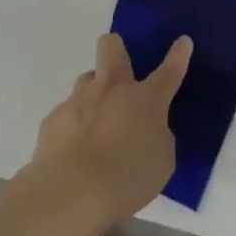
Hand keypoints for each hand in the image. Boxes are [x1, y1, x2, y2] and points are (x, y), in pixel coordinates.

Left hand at [28, 32, 192, 235]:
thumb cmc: (127, 178)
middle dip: (116, 48)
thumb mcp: (161, 161)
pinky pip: (68, 112)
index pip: (169, 71)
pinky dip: (75, 124)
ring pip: (87, 79)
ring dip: (95, 92)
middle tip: (121, 69)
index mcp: (145, 100)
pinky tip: (74, 150)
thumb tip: (146, 129)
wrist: (71, 193)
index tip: (183, 42)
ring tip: (98, 122)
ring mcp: (78, 100)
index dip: (178, 55)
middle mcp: (111, 89)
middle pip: (111, 47)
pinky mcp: (53, 119)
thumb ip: (157, 137)